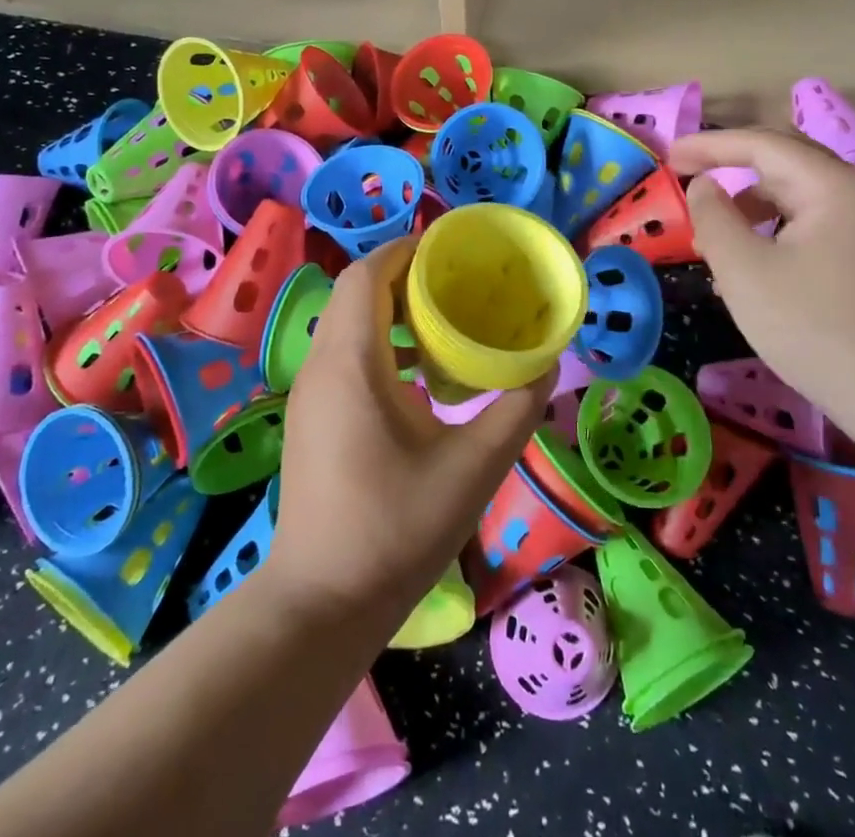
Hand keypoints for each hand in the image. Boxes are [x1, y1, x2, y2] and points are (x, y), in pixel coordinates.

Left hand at [265, 237, 551, 622]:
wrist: (322, 605)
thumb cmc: (396, 530)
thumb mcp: (474, 468)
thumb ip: (516, 409)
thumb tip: (544, 365)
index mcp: (352, 363)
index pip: (367, 275)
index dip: (406, 250)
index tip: (452, 249)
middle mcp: (322, 366)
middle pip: (357, 291)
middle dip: (405, 275)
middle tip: (458, 281)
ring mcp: (310, 393)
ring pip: (349, 322)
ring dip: (393, 309)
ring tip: (446, 320)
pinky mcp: (311, 417)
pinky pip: (345, 353)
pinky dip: (381, 342)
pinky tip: (421, 375)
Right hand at [670, 129, 854, 423]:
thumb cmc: (813, 329)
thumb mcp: (744, 271)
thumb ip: (713, 216)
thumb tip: (704, 185)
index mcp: (835, 185)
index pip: (762, 144)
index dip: (710, 145)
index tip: (669, 155)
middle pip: (785, 160)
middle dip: (732, 165)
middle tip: (687, 176)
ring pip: (799, 192)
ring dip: (752, 202)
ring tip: (715, 234)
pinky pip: (815, 219)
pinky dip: (777, 226)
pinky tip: (754, 259)